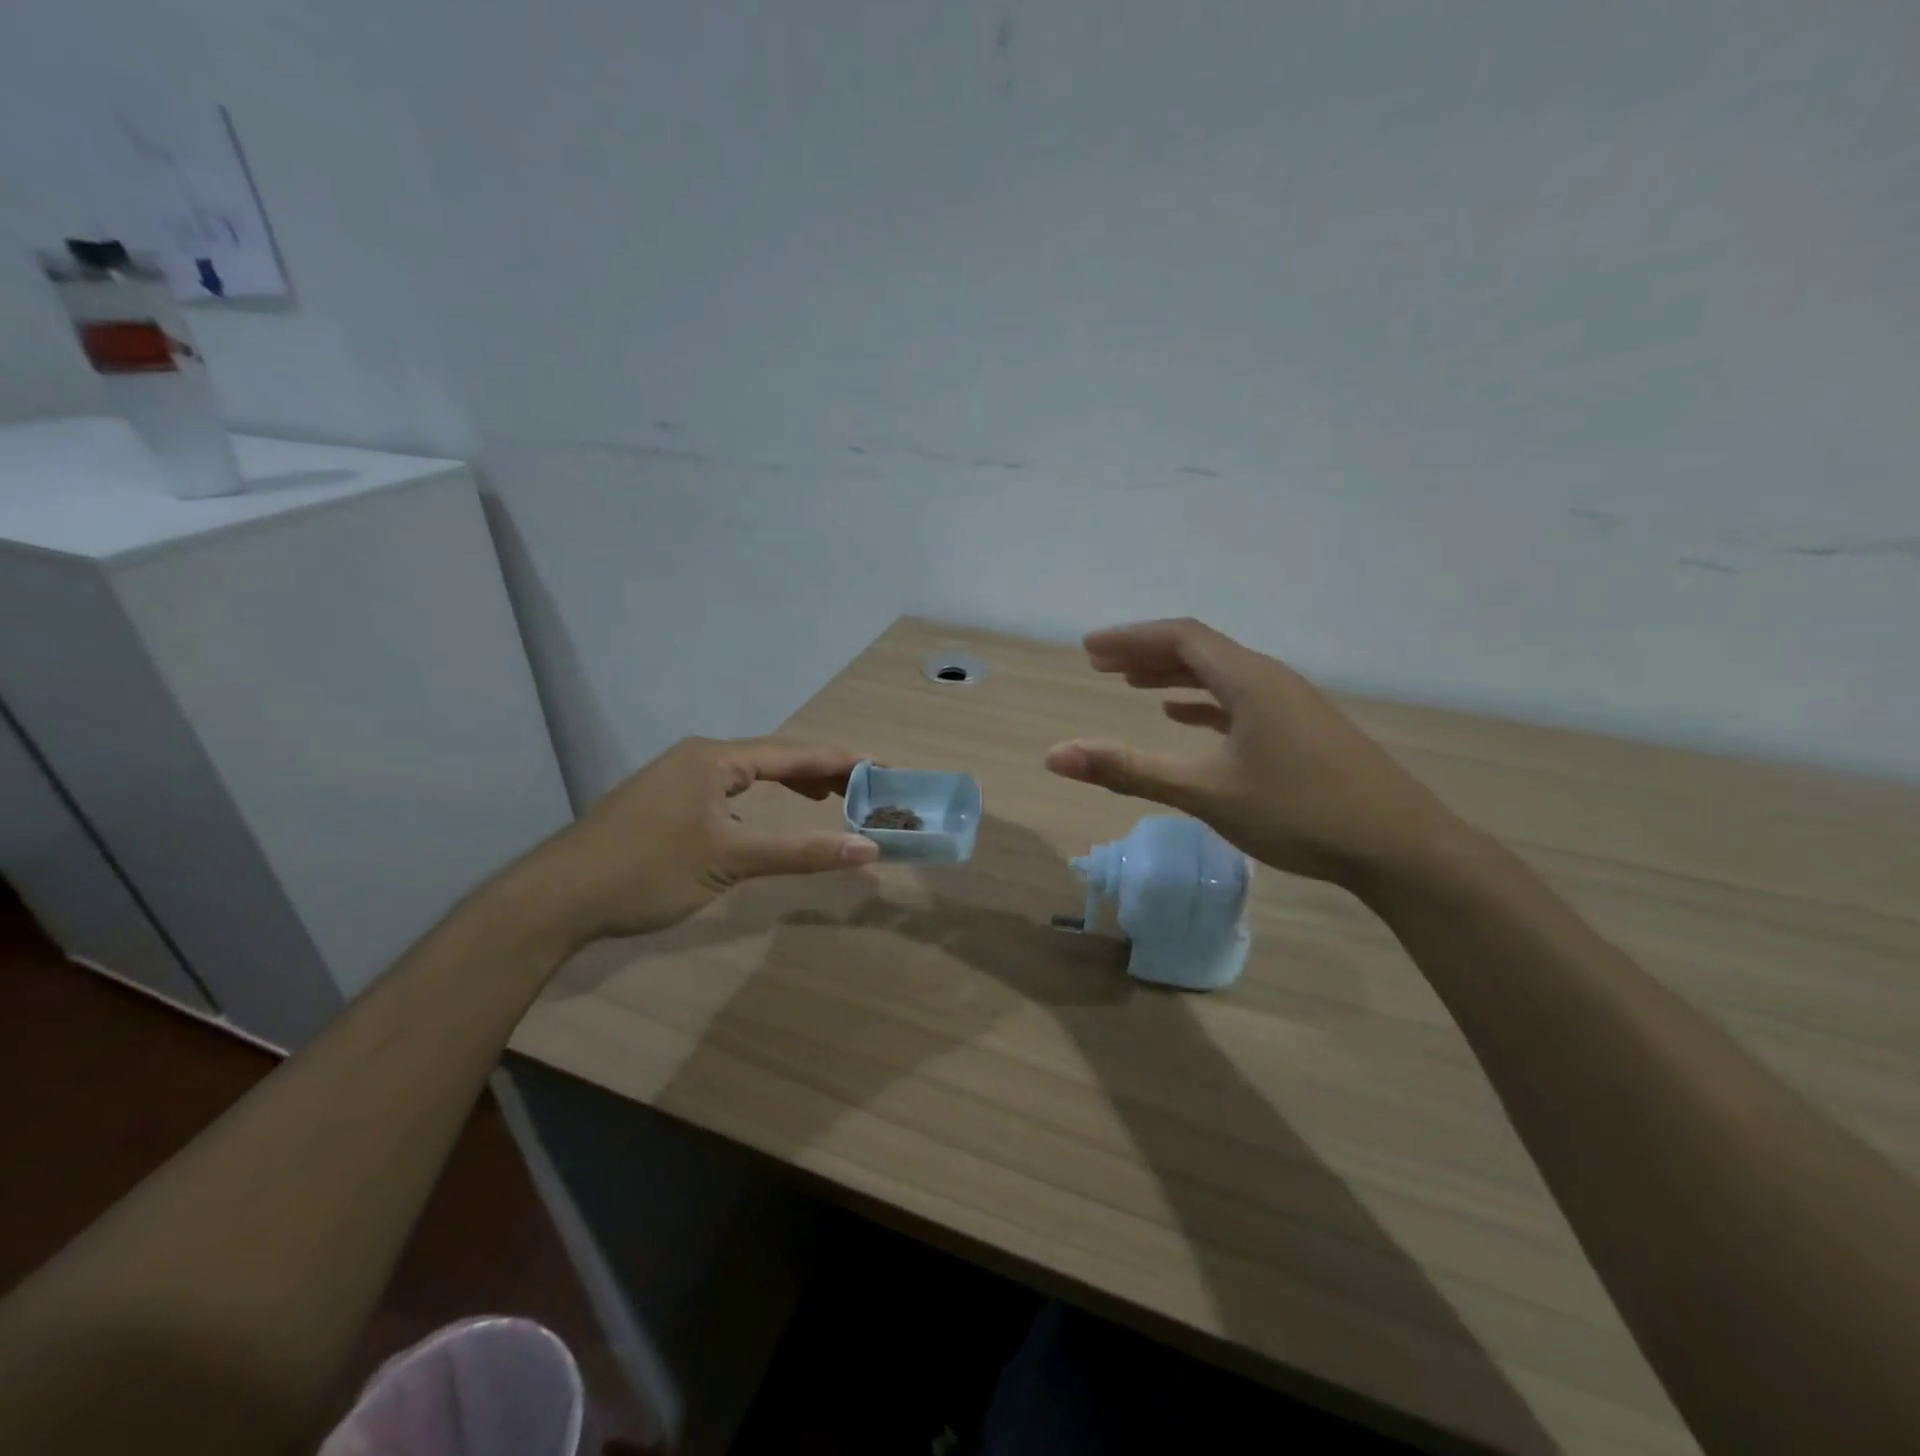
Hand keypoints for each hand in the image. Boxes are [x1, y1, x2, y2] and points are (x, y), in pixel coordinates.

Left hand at [517, 737, 879, 947]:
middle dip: (820, 772)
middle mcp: (697, 757)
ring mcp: (676, 778)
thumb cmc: (647, 871)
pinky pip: (727, 790)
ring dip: (790, 785)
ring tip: (828, 798)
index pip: (793, 753)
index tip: (883, 767)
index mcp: (715, 758)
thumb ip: (801, 852)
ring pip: (748, 774)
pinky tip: (766, 816)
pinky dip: (759, 800)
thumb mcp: (730, 861)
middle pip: (773, 757)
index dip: (841, 760)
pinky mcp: (664, 802)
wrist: (555, 900)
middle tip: (864, 788)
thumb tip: (868, 848)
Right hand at [1044, 619, 1464, 889]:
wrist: (1401, 847)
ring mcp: (1292, 704)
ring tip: (1132, 686)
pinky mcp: (1303, 730)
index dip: (1130, 639)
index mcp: (1248, 679)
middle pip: (1200, 649)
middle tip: (1100, 665)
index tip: (1088, 649)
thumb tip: (1055, 756)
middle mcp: (1270, 679)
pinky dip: (1204, 702)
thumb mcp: (1205, 792)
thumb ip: (1129, 770)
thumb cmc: (1299, 812)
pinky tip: (1184, 719)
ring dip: (1174, 676)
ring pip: (1221, 675)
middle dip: (1146, 654)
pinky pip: (1241, 699)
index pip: (1180, 637)